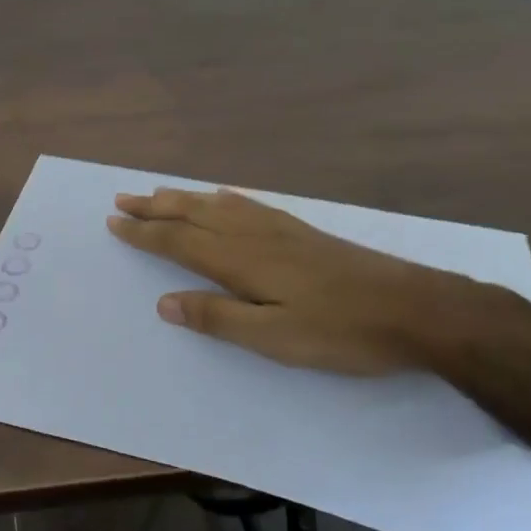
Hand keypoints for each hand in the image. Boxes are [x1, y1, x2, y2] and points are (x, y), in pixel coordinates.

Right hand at [106, 187, 495, 375]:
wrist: (416, 309)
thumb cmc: (341, 331)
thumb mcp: (274, 337)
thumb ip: (217, 318)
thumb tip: (164, 302)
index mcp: (240, 260)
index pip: (178, 240)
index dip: (144, 232)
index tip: (114, 222)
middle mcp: (254, 235)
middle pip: (193, 214)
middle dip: (155, 208)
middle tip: (122, 198)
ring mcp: (280, 229)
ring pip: (218, 205)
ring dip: (183, 198)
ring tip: (158, 193)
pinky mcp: (302, 232)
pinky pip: (248, 204)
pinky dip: (223, 198)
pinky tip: (222, 196)